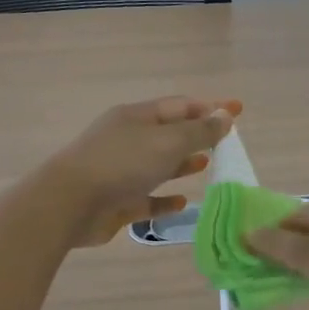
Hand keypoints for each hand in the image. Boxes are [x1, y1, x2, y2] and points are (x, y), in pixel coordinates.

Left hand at [43, 96, 239, 246]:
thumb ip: (199, 131)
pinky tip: (182, 202)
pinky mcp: (117, 201)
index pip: (181, 106)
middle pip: (169, 134)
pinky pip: (147, 198)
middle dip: (197, 135)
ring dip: (183, 164)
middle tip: (226, 143)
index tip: (238, 110)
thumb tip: (225, 116)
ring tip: (207, 165)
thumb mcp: (167, 141)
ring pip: (158, 165)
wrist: (69, 203)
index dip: (211, 107)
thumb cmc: (121, 164)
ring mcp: (121, 171)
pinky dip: (165, 199)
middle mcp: (128, 140)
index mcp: (137, 117)